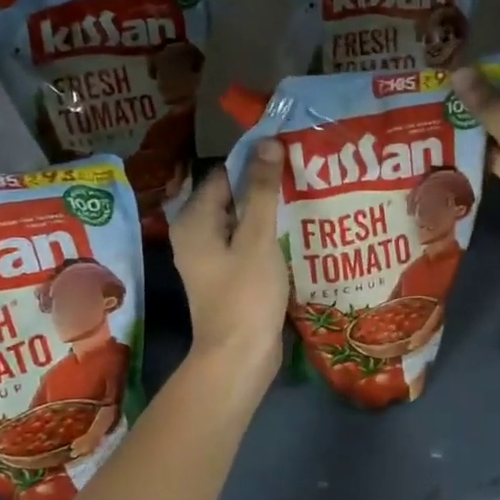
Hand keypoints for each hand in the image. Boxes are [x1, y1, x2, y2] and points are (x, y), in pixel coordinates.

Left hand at [170, 141, 289, 376]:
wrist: (239, 357)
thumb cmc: (245, 294)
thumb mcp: (257, 237)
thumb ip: (261, 190)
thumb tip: (267, 143)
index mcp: (194, 220)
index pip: (224, 174)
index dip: (255, 161)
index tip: (289, 153)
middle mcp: (195, 235)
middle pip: (232, 197)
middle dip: (264, 186)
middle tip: (302, 174)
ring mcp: (210, 259)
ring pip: (241, 222)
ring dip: (268, 212)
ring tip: (305, 198)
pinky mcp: (226, 277)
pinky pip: (246, 245)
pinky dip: (266, 237)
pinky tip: (295, 233)